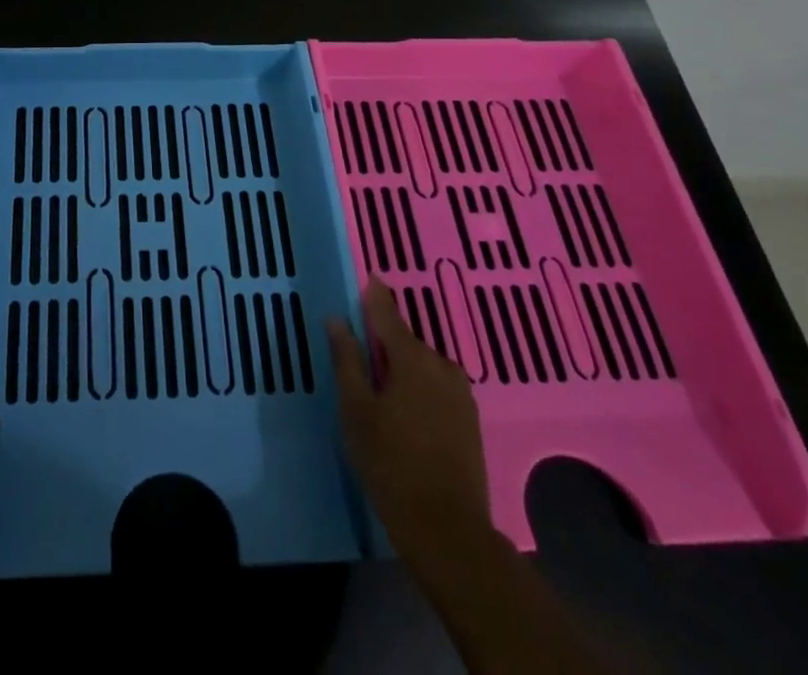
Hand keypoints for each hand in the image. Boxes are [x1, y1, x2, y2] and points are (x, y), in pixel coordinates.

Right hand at [328, 278, 491, 558]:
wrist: (448, 530)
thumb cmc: (390, 463)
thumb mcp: (356, 409)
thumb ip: (347, 360)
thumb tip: (337, 319)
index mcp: (412, 358)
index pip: (388, 313)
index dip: (375, 295)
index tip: (368, 277)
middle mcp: (441, 365)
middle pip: (406, 341)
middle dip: (385, 341)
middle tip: (360, 353)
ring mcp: (460, 393)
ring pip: (423, 365)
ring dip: (403, 367)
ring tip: (380, 387)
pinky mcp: (470, 419)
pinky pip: (437, 386)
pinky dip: (420, 386)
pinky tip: (406, 410)